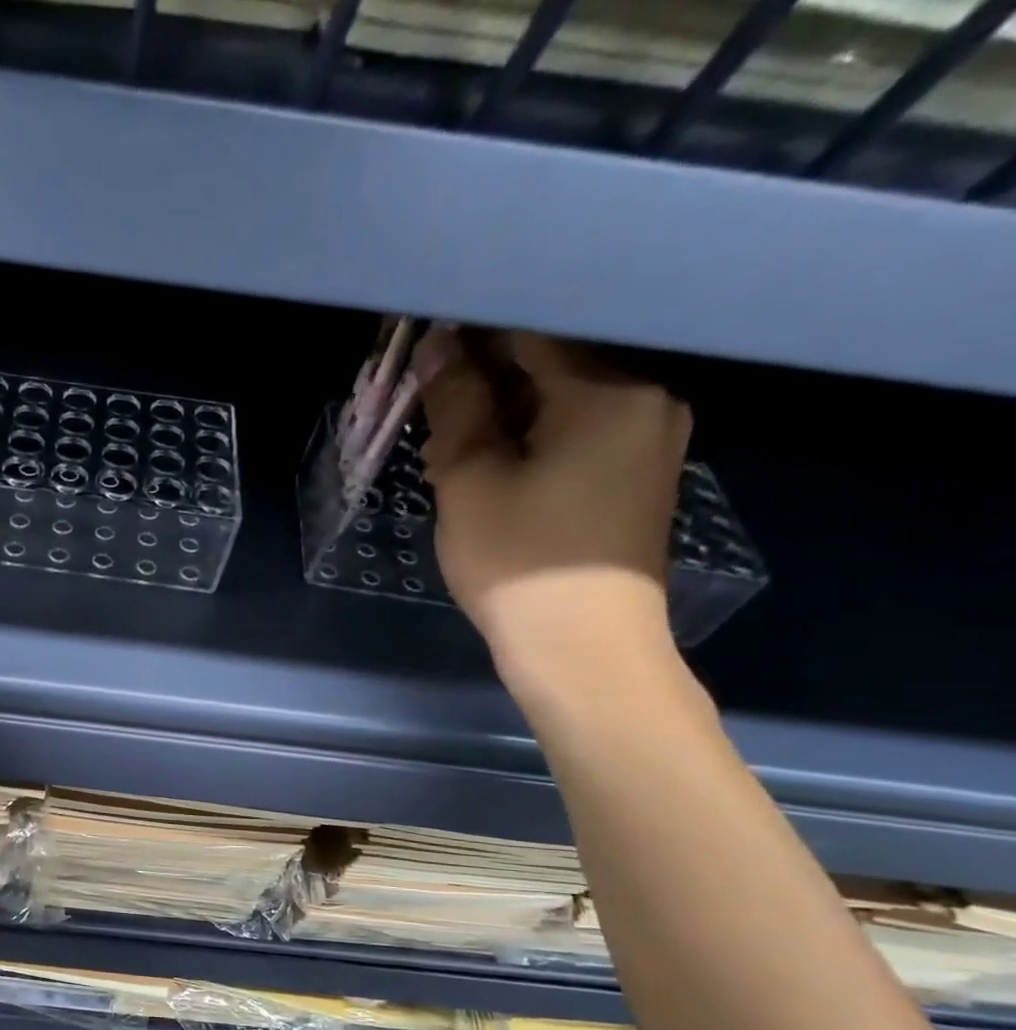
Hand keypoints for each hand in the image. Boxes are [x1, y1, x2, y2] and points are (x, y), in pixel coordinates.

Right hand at [414, 329, 691, 700]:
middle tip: (429, 407)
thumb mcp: (471, 482)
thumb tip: (438, 347)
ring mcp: (651, 440)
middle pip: (552, 366)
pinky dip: (533, 438)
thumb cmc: (520, 564)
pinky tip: (493, 464)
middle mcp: (647, 400)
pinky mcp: (639, 476)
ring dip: (505, 413)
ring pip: (564, 402)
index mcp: (609, 391)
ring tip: (452, 441)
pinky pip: (581, 433)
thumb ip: (457, 406)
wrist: (583, 650)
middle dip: (486, 380)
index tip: (422, 345)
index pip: (531, 334)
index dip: (470, 336)